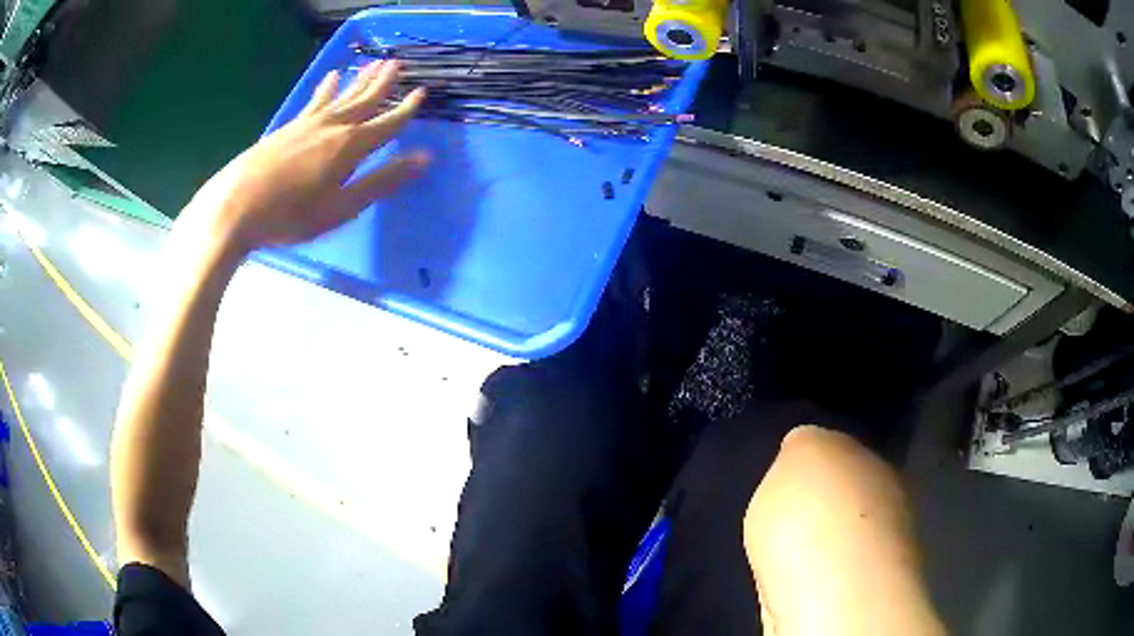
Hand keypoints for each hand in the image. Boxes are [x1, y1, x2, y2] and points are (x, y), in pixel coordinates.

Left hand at [180, 60, 428, 256]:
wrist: (235, 206)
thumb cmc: (291, 215)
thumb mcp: (341, 207)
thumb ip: (381, 181)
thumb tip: (425, 158)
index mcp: (350, 146)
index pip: (386, 124)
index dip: (405, 110)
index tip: (421, 93)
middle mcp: (332, 126)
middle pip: (363, 100)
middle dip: (382, 83)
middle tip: (397, 63)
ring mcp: (307, 123)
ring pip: (341, 96)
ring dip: (358, 80)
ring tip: (371, 64)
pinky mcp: (287, 128)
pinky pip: (315, 100)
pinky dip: (326, 88)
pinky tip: (330, 79)